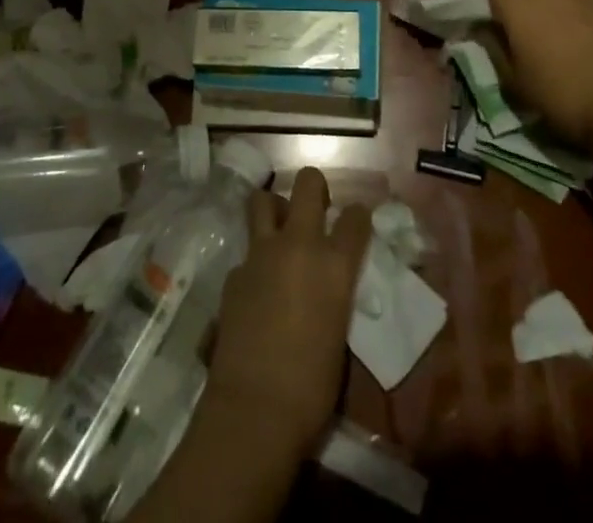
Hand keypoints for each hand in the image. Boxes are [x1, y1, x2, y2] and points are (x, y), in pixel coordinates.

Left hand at [207, 167, 371, 455]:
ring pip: (263, 200)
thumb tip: (327, 285)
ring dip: (274, 209)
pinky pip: (247, 251)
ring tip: (279, 230)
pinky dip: (255, 261)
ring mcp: (261, 253)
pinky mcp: (234, 271)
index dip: (358, 216)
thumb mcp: (339, 333)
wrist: (255, 408)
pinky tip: (256, 288)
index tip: (356, 222)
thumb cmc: (312, 387)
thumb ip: (334, 294)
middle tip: (316, 207)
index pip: (355, 218)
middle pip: (307, 183)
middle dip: (314, 187)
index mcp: (334, 265)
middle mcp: (298, 245)